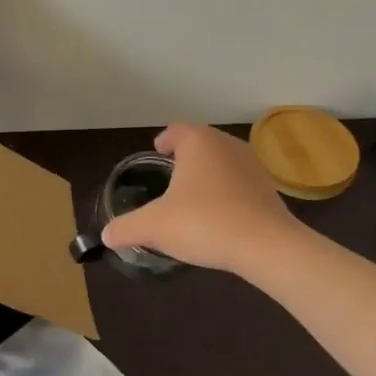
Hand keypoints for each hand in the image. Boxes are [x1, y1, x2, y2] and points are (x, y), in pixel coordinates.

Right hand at [100, 124, 297, 276]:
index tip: (158, 151)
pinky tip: (218, 214)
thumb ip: (126, 227)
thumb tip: (106, 235)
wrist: (266, 246)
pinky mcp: (268, 189)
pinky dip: (226, 192)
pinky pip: (239, 183)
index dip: (165, 139)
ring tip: (193, 195)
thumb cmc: (204, 222)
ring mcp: (251, 165)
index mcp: (198, 142)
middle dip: (186, 156)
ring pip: (222, 162)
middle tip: (170, 175)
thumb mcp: (154, 226)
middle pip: (201, 143)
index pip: (177, 130)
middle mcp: (226, 144)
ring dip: (208, 174)